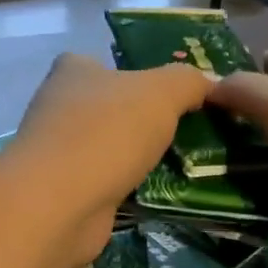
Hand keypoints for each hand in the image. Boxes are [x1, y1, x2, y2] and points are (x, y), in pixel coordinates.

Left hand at [8, 53, 210, 265]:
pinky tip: (157, 194)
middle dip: (142, 121)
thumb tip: (209, 85)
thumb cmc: (107, 132)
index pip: (106, 63)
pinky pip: (105, 182)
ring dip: (136, 157)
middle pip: (109, 107)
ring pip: (108, 147)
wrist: (58, 204)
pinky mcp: (63, 191)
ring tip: (183, 166)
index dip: (138, 75)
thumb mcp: (162, 93)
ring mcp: (58, 152)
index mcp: (74, 70)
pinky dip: (127, 187)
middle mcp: (59, 106)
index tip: (174, 97)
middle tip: (189, 133)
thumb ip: (188, 82)